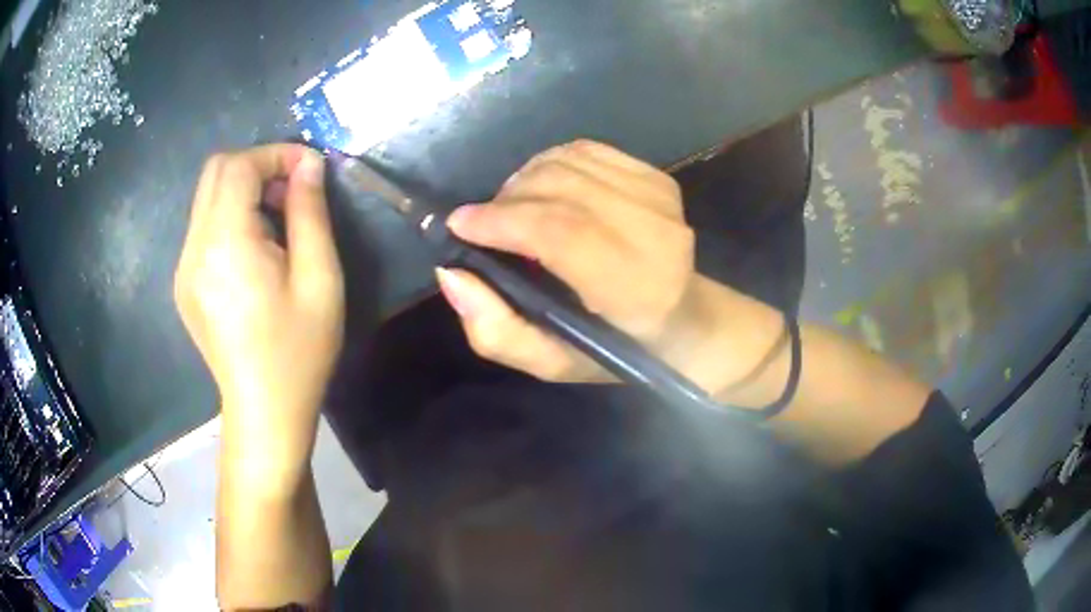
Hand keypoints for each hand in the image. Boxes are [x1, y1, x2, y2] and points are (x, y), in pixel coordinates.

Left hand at [174, 144, 343, 487]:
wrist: (264, 410)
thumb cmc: (298, 349)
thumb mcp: (319, 278)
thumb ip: (310, 212)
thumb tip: (308, 165)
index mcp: (226, 243)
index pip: (239, 166)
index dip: (276, 154)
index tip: (309, 168)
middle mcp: (194, 247)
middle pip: (215, 171)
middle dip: (257, 166)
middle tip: (291, 191)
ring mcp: (184, 267)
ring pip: (207, 197)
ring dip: (243, 191)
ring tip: (277, 222)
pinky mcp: (184, 283)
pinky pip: (203, 226)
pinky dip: (230, 217)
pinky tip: (254, 250)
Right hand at [436, 139, 702, 383]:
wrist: (683, 317)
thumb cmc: (615, 348)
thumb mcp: (550, 362)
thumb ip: (496, 331)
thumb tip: (451, 273)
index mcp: (636, 291)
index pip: (561, 234)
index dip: (503, 221)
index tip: (460, 225)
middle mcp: (656, 236)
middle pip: (562, 189)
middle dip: (506, 200)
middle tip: (483, 222)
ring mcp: (661, 199)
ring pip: (569, 162)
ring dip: (524, 180)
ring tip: (511, 208)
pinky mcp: (657, 177)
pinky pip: (585, 150)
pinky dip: (550, 162)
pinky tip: (542, 187)